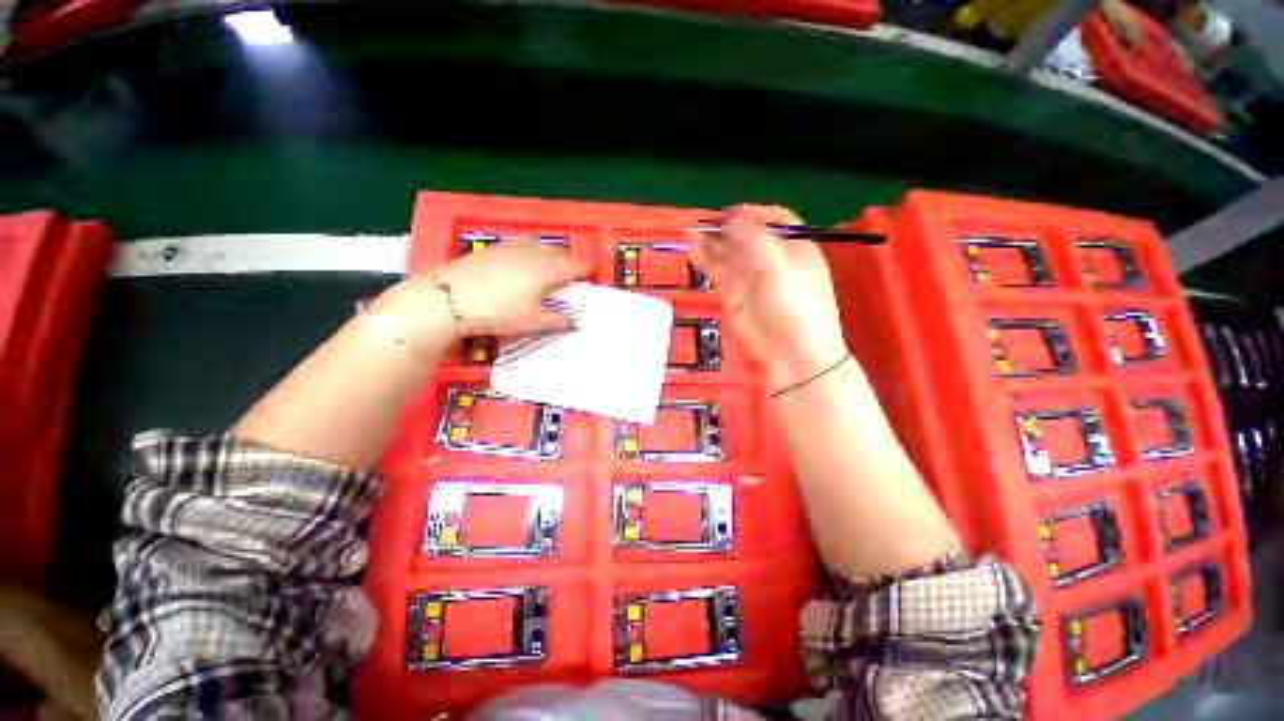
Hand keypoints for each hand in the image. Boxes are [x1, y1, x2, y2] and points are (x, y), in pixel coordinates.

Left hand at [378, 242, 587, 347]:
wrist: (450, 298)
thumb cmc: (499, 311)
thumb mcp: (533, 322)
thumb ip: (558, 321)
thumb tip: (573, 321)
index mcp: (548, 270)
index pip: (576, 265)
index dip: (587, 269)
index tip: (592, 275)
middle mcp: (533, 253)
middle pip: (559, 253)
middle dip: (570, 262)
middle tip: (572, 276)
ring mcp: (512, 248)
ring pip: (540, 247)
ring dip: (550, 256)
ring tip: (549, 269)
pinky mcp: (494, 249)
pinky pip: (521, 246)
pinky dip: (530, 253)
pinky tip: (522, 265)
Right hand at [688, 205, 848, 388]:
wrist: (792, 352)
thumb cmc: (795, 305)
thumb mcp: (779, 265)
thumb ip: (755, 239)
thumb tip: (733, 218)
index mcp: (794, 246)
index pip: (774, 219)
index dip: (753, 213)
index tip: (730, 214)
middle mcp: (772, 259)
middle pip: (746, 236)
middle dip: (724, 228)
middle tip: (701, 223)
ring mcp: (751, 278)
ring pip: (728, 254)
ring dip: (710, 243)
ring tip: (689, 233)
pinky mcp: (735, 295)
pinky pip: (718, 273)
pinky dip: (706, 262)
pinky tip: (693, 252)